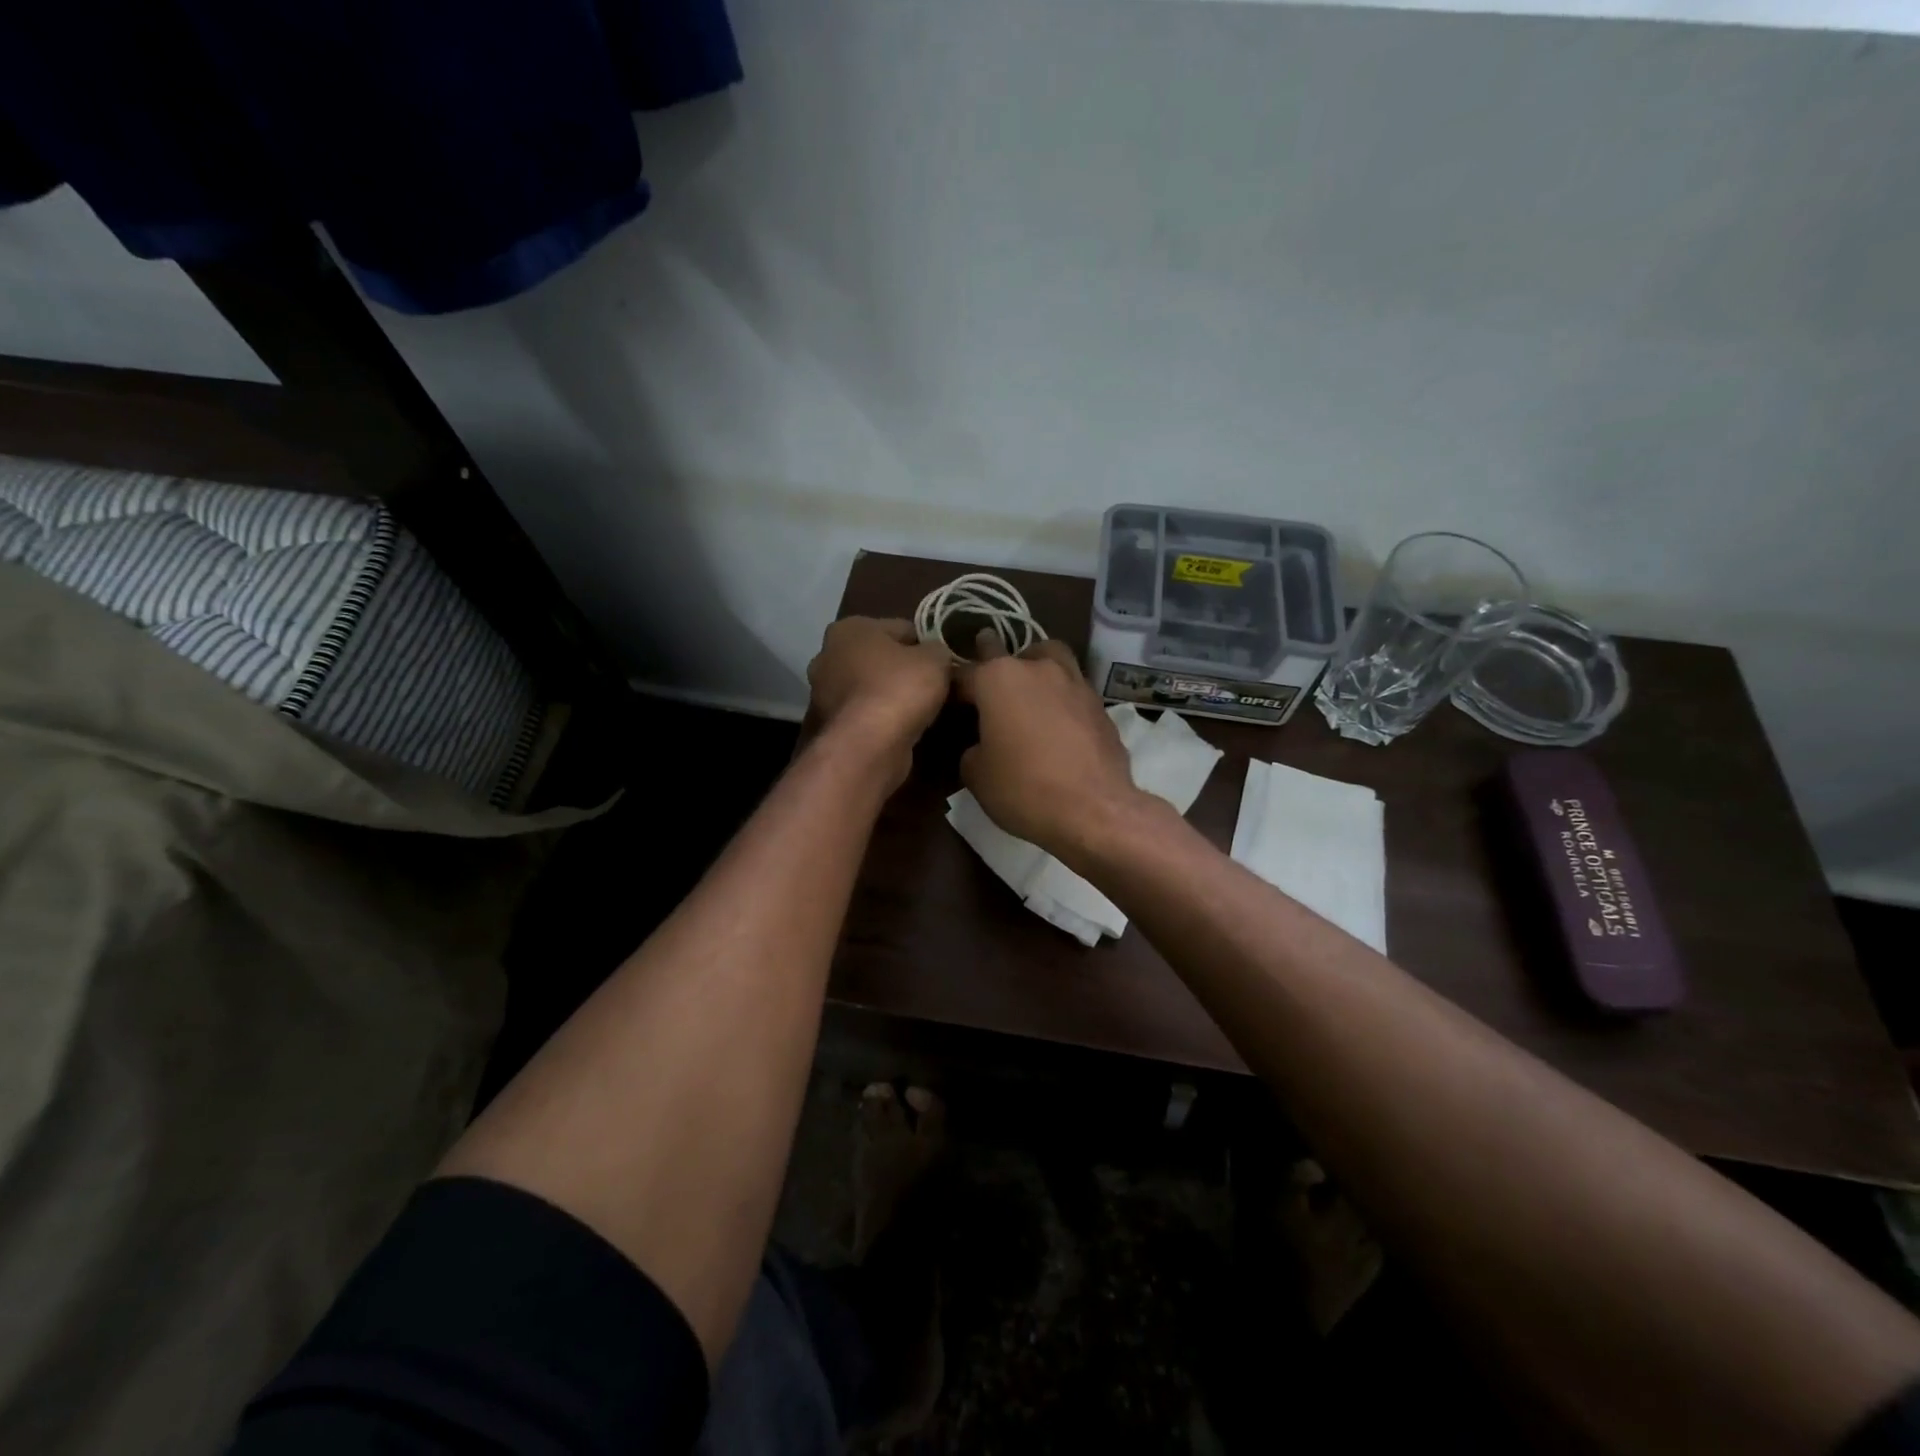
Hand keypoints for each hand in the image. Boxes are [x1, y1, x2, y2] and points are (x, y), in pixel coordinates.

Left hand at [805, 617, 951, 775]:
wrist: (870, 745)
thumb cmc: (900, 688)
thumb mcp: (936, 658)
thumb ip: (937, 649)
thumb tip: (935, 654)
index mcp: (849, 628)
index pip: (900, 628)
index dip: (926, 644)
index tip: (944, 662)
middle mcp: (828, 656)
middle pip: (880, 658)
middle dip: (903, 669)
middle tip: (934, 685)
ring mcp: (824, 693)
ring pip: (871, 687)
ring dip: (892, 695)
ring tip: (922, 708)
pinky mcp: (831, 725)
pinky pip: (866, 713)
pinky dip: (882, 717)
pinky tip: (903, 726)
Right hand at [955, 629, 1148, 857]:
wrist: (1094, 809)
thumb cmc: (1024, 788)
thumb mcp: (977, 776)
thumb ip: (973, 749)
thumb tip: (982, 745)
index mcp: (998, 678)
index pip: (965, 673)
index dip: (954, 690)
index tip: (950, 703)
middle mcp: (1037, 668)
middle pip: (1011, 654)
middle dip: (996, 663)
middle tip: (989, 684)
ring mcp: (1074, 682)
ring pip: (1051, 659)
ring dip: (1037, 668)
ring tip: (1030, 692)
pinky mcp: (1100, 704)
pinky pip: (1073, 689)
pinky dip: (1062, 698)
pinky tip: (1058, 722)